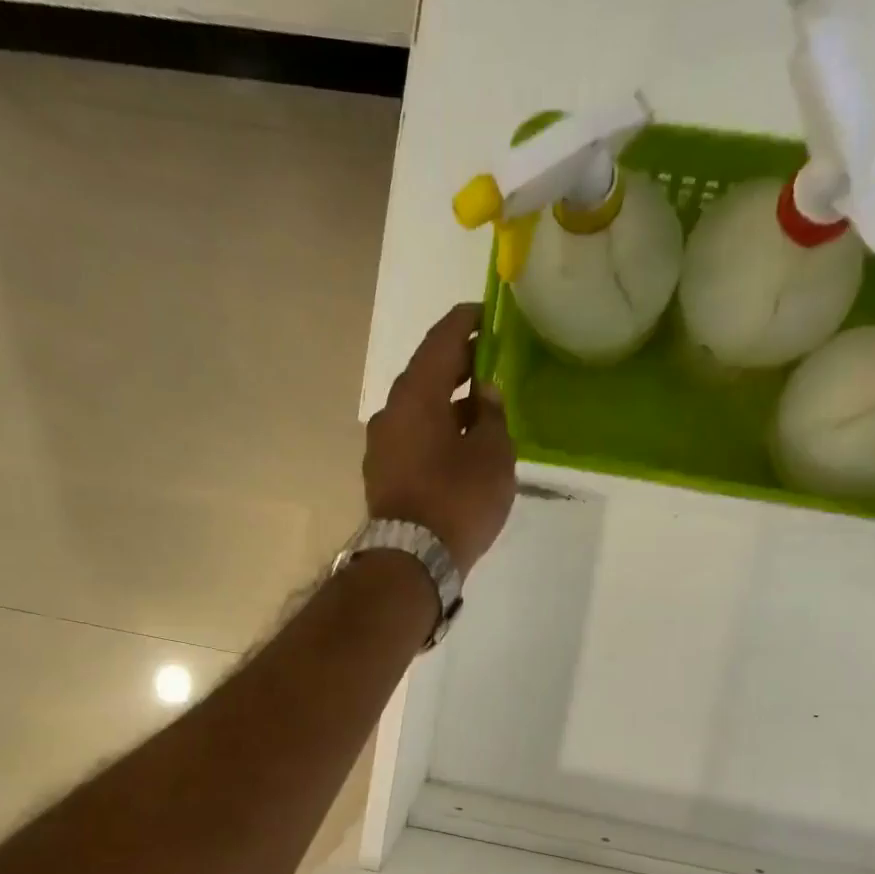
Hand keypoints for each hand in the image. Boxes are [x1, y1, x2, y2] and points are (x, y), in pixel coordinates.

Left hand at [364, 303, 516, 572]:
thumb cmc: (458, 500)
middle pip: (427, 373)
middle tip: (490, 361)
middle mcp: (391, 410)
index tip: (487, 314)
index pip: (441, 340)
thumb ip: (493, 416)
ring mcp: (382, 444)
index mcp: (417, 394)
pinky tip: (460, 442)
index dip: (466, 322)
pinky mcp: (382, 473)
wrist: (412, 559)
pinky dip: (436, 429)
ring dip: (448, 402)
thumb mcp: (493, 454)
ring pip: (419, 408)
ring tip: (481, 407)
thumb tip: (485, 394)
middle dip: (459, 364)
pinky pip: (413, 436)